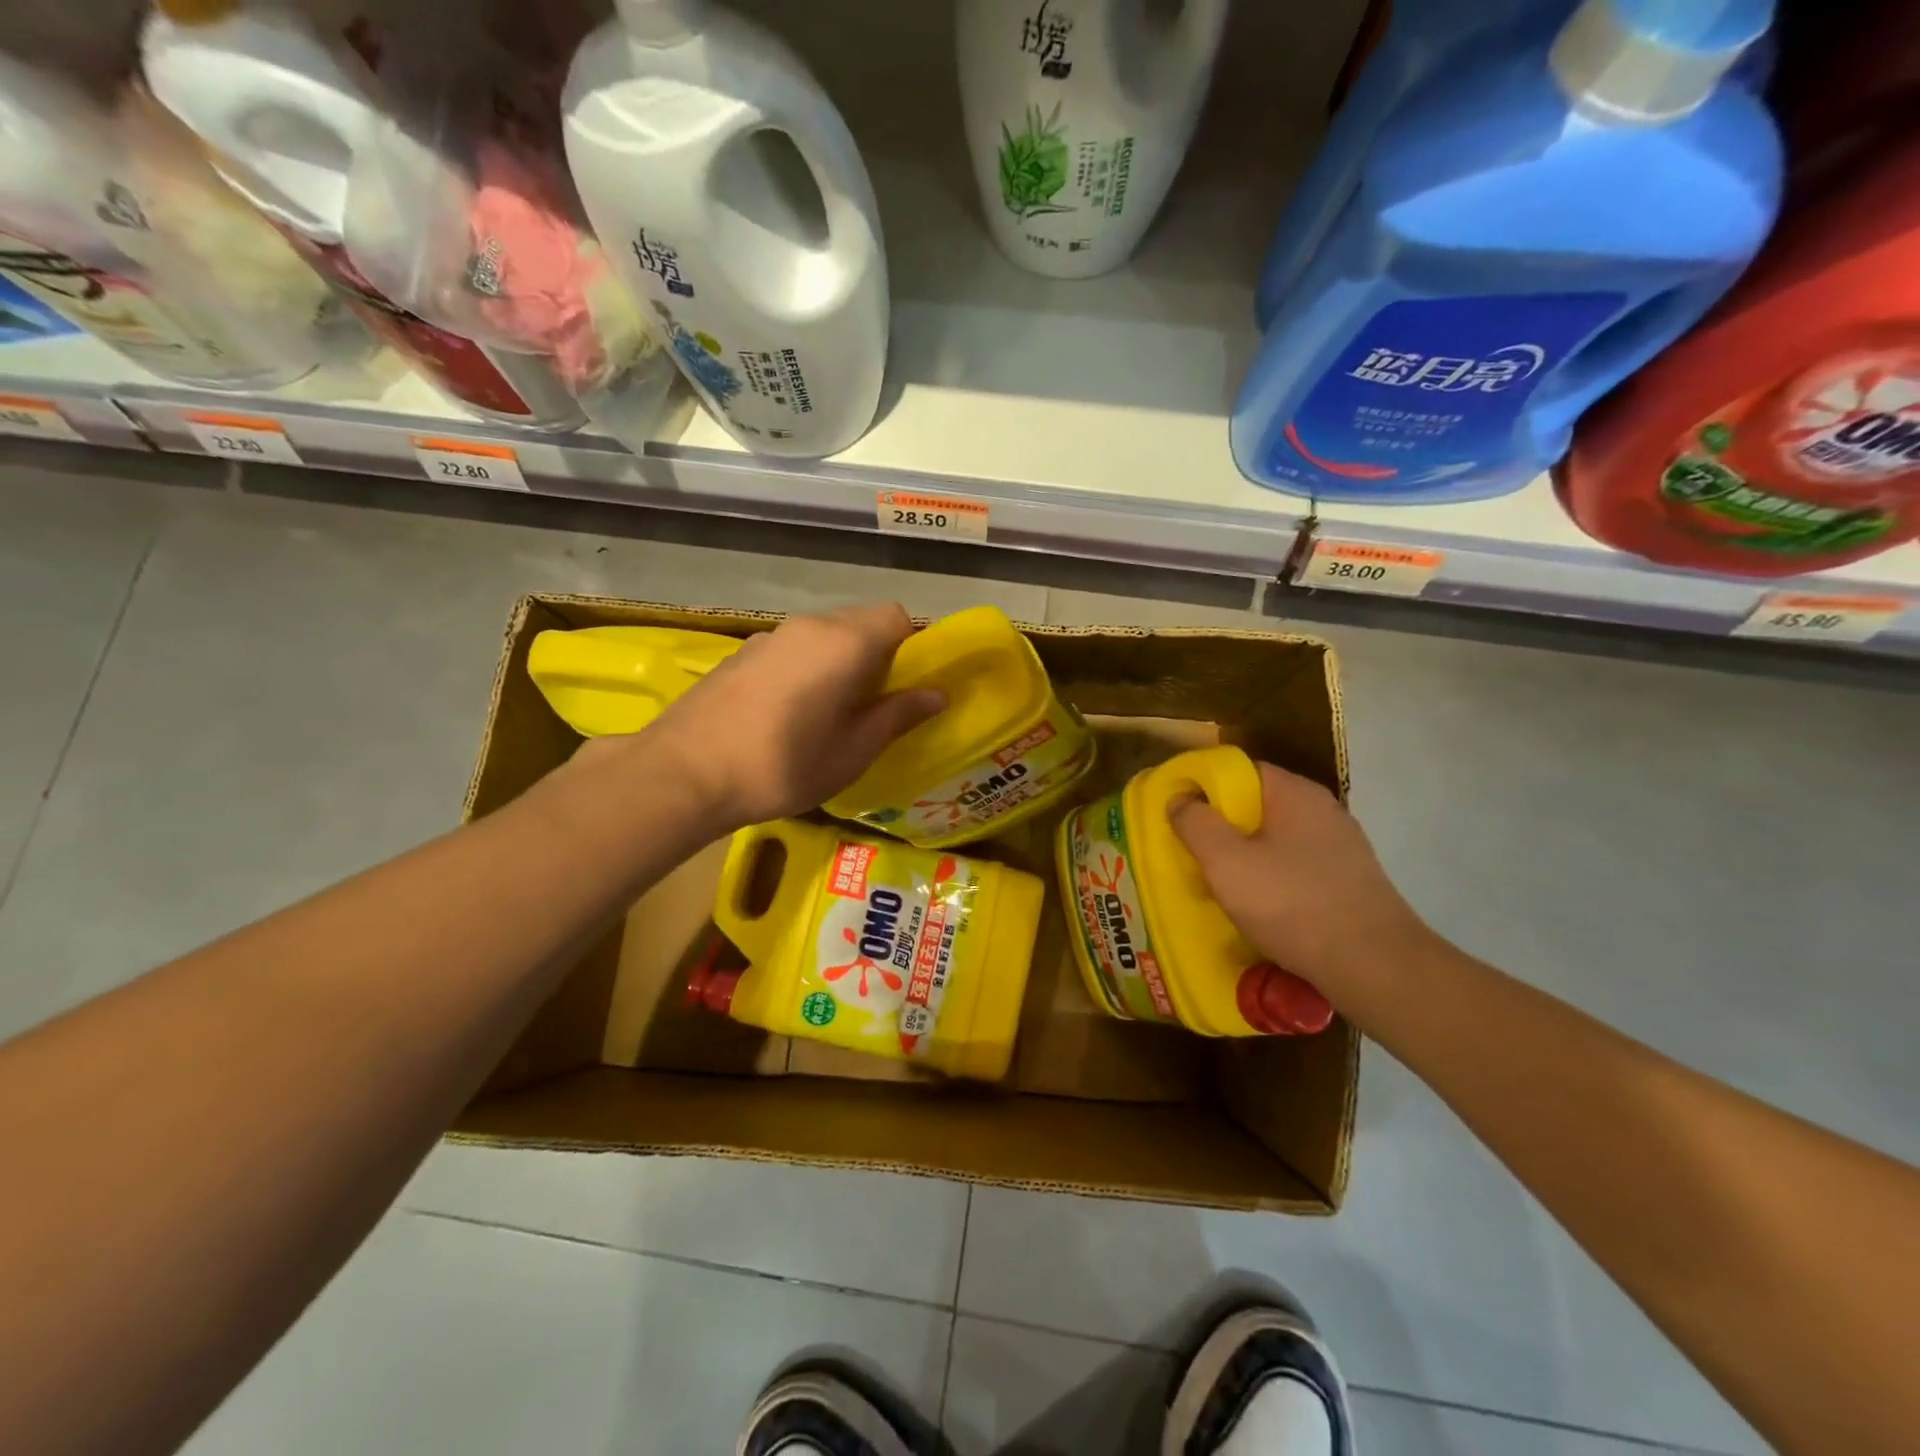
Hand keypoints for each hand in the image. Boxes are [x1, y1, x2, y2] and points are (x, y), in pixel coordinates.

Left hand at [641, 602, 943, 830]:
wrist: (684, 773)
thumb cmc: (783, 766)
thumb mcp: (852, 751)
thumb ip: (897, 716)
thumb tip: (937, 694)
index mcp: (845, 642)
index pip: (896, 616)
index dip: (911, 646)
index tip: (906, 686)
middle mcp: (809, 625)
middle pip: (860, 621)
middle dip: (877, 654)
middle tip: (873, 705)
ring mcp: (770, 635)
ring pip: (825, 634)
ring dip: (840, 660)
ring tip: (830, 712)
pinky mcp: (742, 651)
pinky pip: (793, 647)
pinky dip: (807, 666)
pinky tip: (789, 712)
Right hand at [1172, 761, 1436, 1008]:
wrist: (1375, 967)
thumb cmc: (1293, 905)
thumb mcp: (1227, 862)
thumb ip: (1196, 823)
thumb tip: (1180, 799)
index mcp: (1294, 794)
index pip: (1238, 770)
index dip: (1201, 785)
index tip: (1175, 812)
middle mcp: (1322, 811)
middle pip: (1255, 805)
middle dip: (1219, 825)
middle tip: (1189, 851)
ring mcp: (1340, 847)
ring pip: (1275, 839)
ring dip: (1243, 855)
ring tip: (1215, 882)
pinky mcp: (1348, 881)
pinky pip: (1294, 867)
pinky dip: (1269, 878)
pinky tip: (1255, 906)